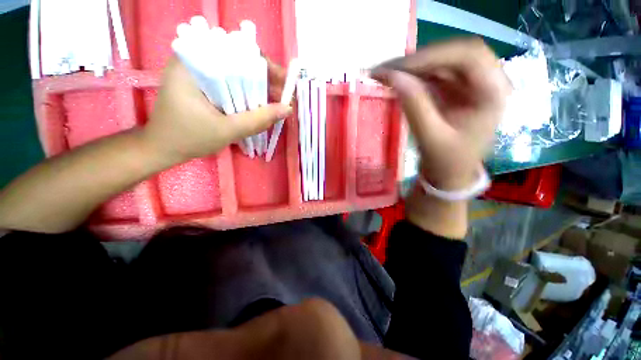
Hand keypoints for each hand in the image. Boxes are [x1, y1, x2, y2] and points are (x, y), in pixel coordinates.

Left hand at [142, 57, 291, 161]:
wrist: (164, 148)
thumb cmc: (189, 139)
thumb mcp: (227, 131)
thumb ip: (257, 120)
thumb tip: (286, 109)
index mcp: (192, 63)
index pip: (235, 51)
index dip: (263, 66)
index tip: (282, 81)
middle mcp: (195, 60)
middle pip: (238, 61)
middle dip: (264, 78)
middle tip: (282, 96)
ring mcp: (198, 72)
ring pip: (236, 73)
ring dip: (257, 87)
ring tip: (275, 102)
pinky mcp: (203, 84)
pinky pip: (230, 83)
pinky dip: (247, 93)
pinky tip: (259, 104)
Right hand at [372, 38, 510, 189]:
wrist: (450, 174)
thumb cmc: (447, 161)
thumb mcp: (431, 138)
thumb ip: (414, 106)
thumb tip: (393, 77)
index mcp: (493, 93)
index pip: (468, 55)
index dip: (431, 56)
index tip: (397, 68)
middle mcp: (487, 81)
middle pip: (454, 52)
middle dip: (419, 59)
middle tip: (387, 69)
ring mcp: (470, 83)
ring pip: (442, 60)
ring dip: (413, 65)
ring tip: (386, 73)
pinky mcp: (455, 89)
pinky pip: (434, 72)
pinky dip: (414, 74)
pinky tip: (397, 79)